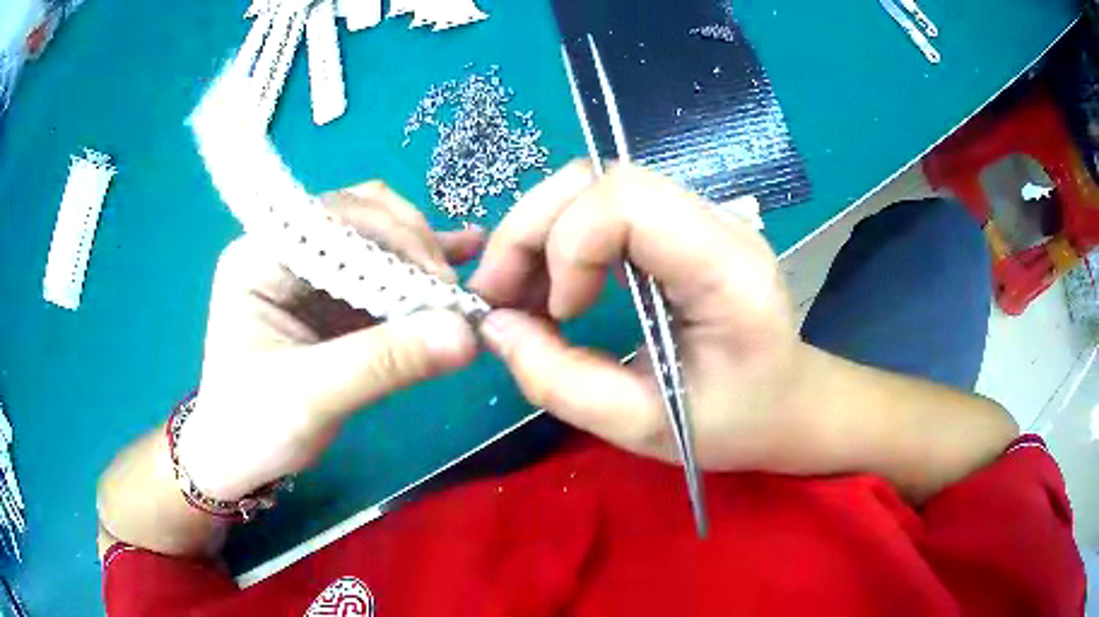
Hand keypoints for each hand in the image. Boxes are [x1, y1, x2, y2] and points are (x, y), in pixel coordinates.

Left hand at [178, 182, 482, 499]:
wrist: (236, 460)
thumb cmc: (254, 428)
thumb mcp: (312, 397)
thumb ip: (384, 362)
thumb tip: (466, 335)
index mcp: (260, 255)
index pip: (336, 217)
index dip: (395, 238)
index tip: (441, 287)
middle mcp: (283, 249)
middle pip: (361, 217)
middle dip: (412, 246)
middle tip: (451, 293)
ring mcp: (308, 271)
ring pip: (375, 238)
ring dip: (422, 254)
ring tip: (470, 271)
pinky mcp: (328, 297)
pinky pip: (379, 270)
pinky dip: (417, 269)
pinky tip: (460, 259)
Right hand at [470, 162, 808, 471]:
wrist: (788, 402)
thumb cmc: (734, 422)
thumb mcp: (644, 427)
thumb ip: (562, 383)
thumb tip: (496, 328)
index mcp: (727, 266)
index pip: (628, 200)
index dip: (570, 245)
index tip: (560, 311)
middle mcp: (716, 221)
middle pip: (601, 179)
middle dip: (532, 230)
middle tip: (499, 295)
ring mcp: (699, 215)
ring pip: (595, 184)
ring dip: (539, 231)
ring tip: (517, 294)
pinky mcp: (682, 225)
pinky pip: (607, 207)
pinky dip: (561, 238)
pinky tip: (552, 285)